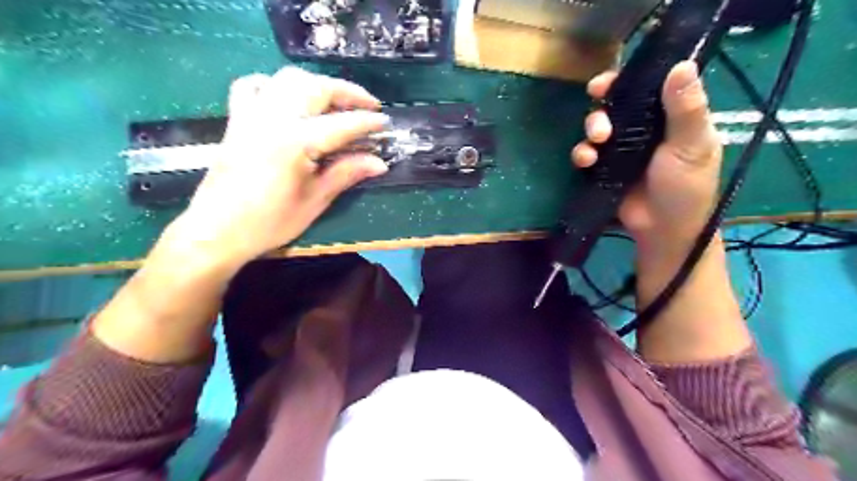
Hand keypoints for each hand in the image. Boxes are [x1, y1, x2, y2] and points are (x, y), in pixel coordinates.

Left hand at [164, 65, 390, 271]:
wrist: (217, 231)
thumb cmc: (270, 222)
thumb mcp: (315, 200)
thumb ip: (346, 173)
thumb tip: (379, 163)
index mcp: (295, 142)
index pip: (342, 124)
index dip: (368, 122)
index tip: (386, 123)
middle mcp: (273, 118)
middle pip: (316, 87)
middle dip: (348, 92)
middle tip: (368, 106)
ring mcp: (252, 115)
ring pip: (288, 79)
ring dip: (317, 84)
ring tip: (335, 101)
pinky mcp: (237, 120)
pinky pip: (253, 87)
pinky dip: (275, 85)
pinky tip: (287, 99)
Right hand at [572, 61, 716, 259]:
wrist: (663, 230)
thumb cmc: (685, 187)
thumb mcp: (692, 146)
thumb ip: (686, 109)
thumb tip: (682, 64)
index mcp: (670, 116)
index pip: (647, 87)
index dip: (625, 81)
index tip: (605, 82)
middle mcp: (643, 128)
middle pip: (615, 105)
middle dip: (602, 109)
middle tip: (600, 124)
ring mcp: (621, 149)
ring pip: (598, 127)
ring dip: (591, 130)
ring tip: (595, 143)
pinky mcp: (604, 168)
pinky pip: (587, 153)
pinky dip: (582, 154)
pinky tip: (585, 161)